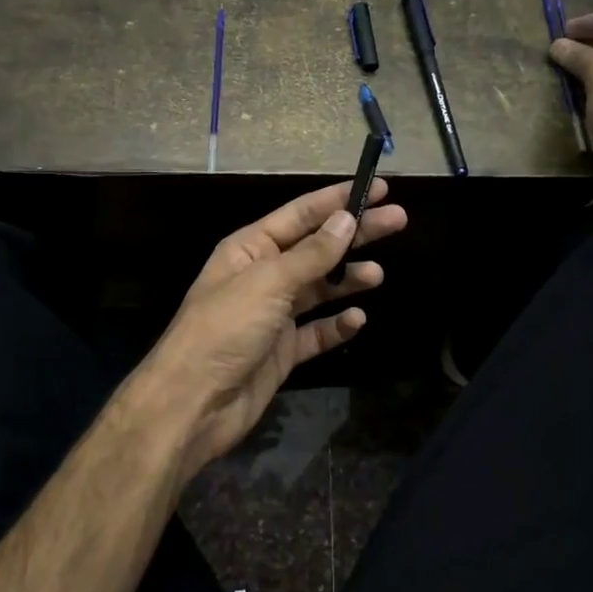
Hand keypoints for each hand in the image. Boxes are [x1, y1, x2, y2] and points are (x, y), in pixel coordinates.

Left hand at [127, 180, 406, 476]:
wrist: (194, 403)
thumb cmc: (225, 329)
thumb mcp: (268, 282)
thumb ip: (311, 254)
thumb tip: (346, 219)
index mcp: (249, 249)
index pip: (300, 215)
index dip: (338, 200)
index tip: (379, 189)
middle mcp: (262, 276)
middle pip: (317, 248)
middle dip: (355, 234)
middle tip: (399, 220)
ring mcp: (273, 315)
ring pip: (320, 289)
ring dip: (348, 279)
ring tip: (377, 274)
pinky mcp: (282, 351)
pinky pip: (317, 332)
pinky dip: (337, 325)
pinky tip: (357, 319)